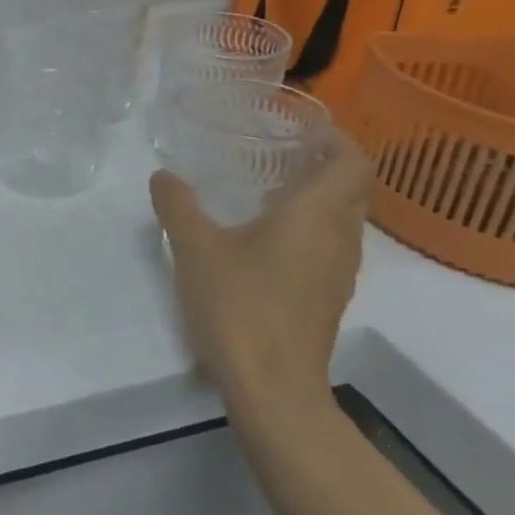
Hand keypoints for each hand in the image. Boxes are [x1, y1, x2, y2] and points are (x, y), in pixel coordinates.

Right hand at [150, 130, 369, 414]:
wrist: (273, 388)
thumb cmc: (240, 306)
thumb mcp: (195, 248)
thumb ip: (177, 205)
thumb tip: (163, 176)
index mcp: (316, 214)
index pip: (352, 160)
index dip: (336, 137)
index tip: (303, 126)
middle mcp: (340, 237)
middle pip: (351, 187)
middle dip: (324, 163)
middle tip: (280, 151)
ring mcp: (339, 271)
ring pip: (343, 218)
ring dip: (317, 197)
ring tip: (269, 189)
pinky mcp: (329, 297)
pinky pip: (330, 245)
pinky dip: (310, 227)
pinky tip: (265, 239)